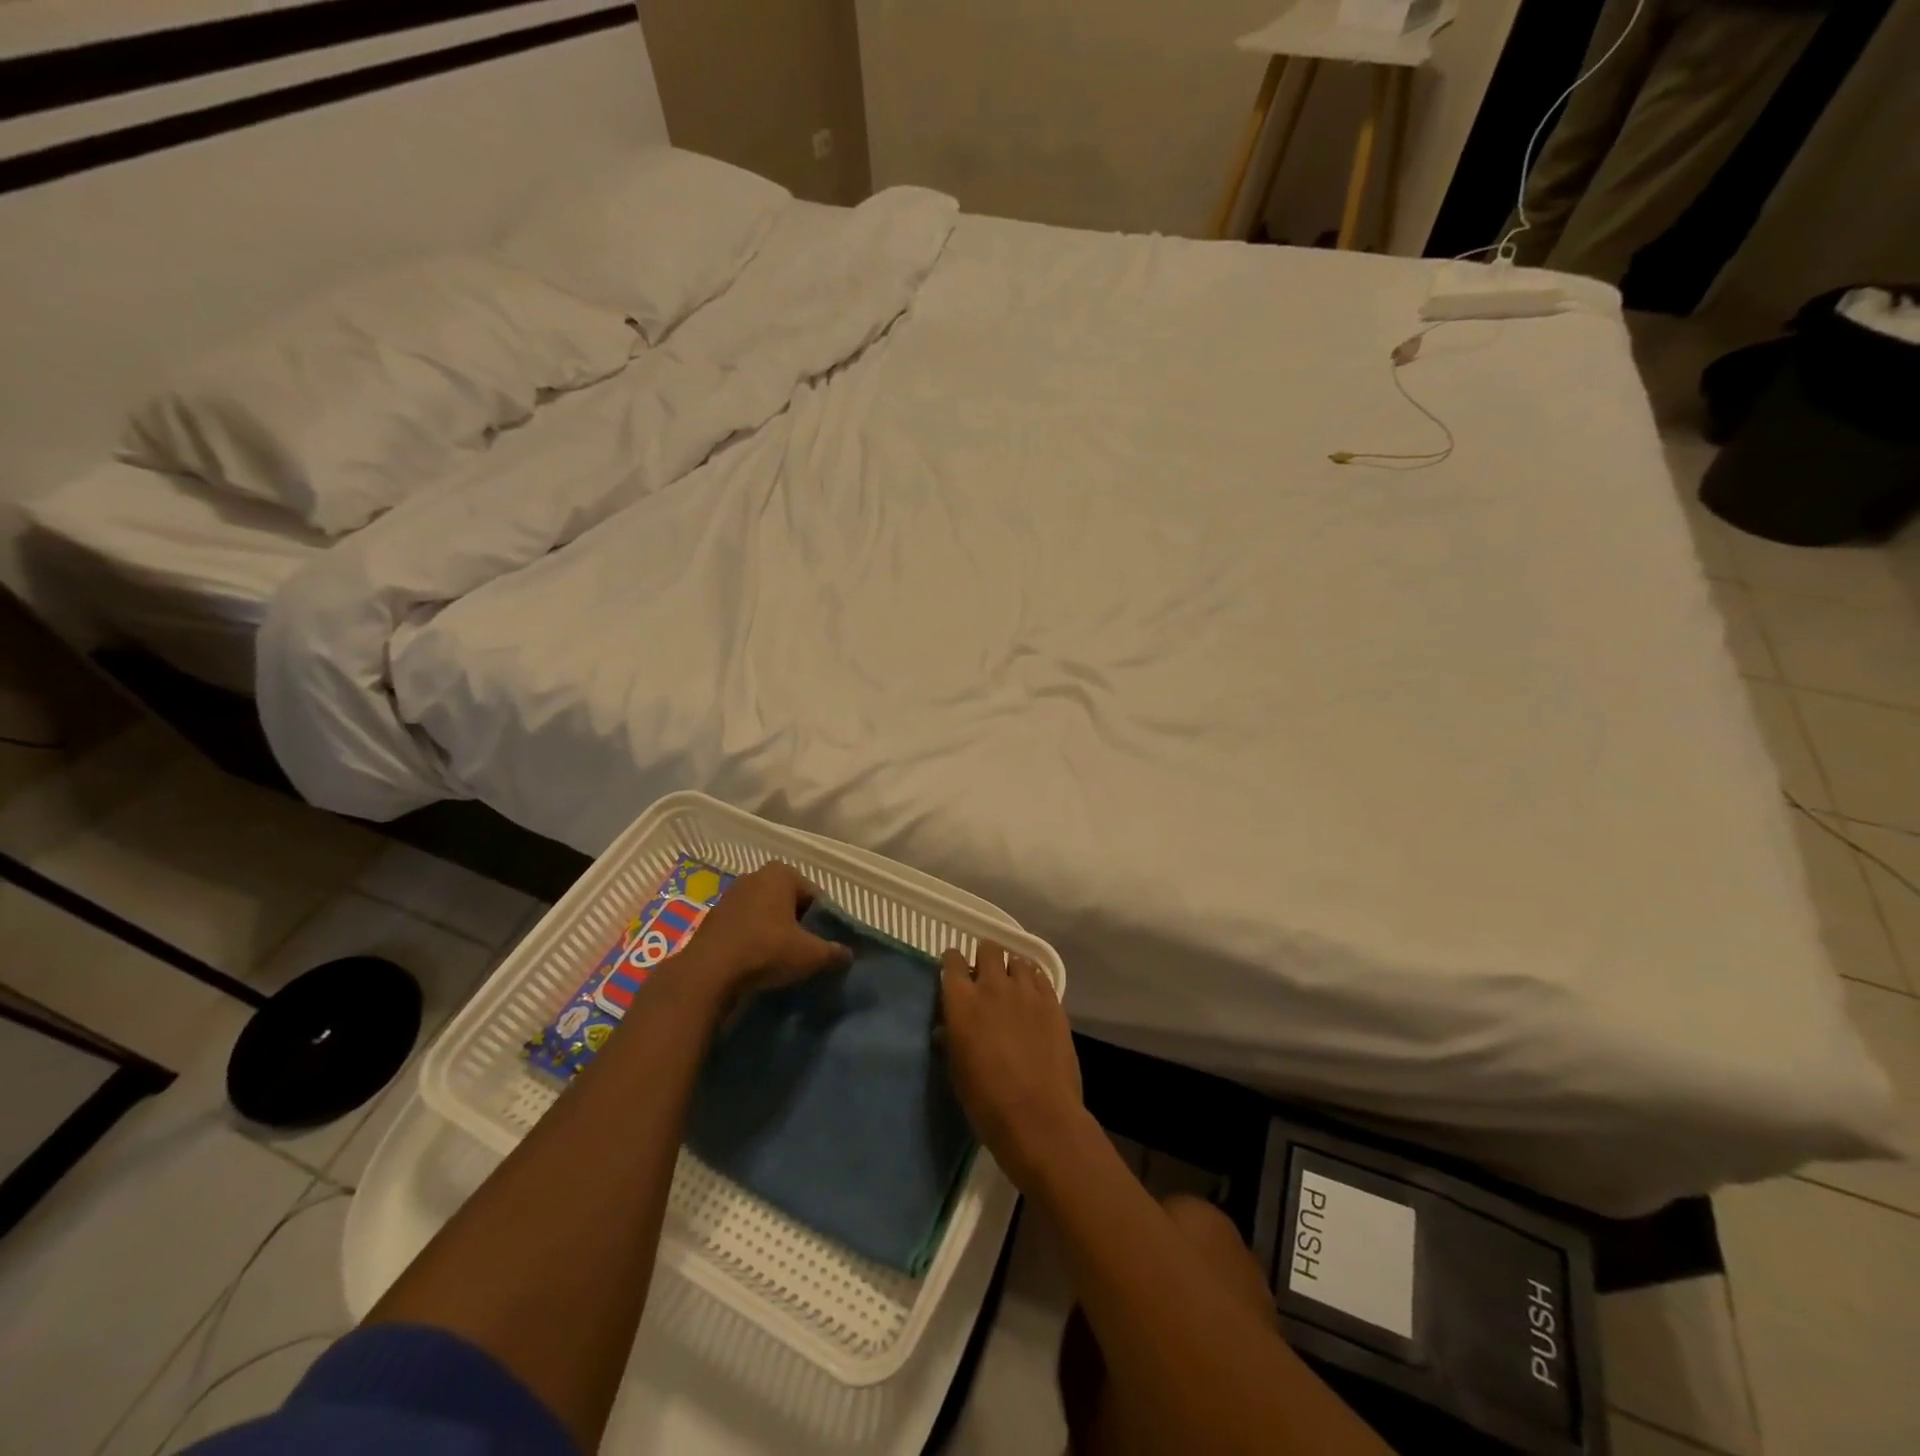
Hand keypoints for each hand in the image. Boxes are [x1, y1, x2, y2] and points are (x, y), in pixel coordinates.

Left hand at [685, 862, 850, 997]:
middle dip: (798, 923)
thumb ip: (833, 952)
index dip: (822, 921)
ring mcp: (731, 895)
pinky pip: (744, 925)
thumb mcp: (810, 954)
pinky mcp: (713, 916)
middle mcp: (755, 876)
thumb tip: (847, 955)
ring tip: (779, 959)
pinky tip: (755, 962)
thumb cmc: (766, 950)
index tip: (822, 944)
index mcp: (782, 873)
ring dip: (774, 931)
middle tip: (803, 951)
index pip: (815, 895)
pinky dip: (752, 938)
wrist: (708, 972)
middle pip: (789, 902)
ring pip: (765, 913)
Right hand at [940, 941, 1092, 1190]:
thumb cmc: (986, 1102)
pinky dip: (1034, 982)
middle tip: (985, 979)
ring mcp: (1026, 991)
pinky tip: (1033, 1000)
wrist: (1038, 1117)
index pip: (952, 960)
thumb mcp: (956, 1070)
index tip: (955, 974)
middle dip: (985, 958)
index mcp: (961, 1001)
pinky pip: (1041, 977)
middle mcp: (993, 986)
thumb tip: (946, 1028)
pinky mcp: (1053, 1002)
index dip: (953, 964)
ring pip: (1017, 960)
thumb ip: (951, 1039)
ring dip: (1011, 971)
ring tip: (1012, 990)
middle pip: (988, 948)